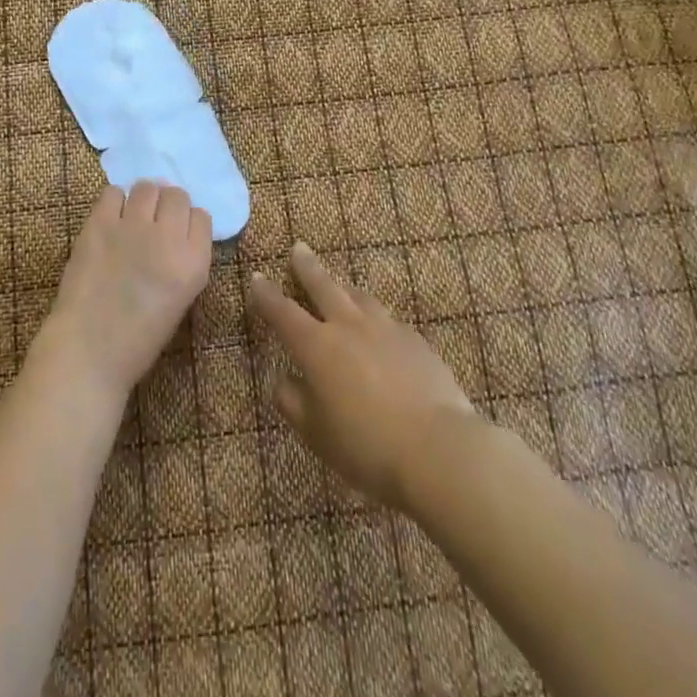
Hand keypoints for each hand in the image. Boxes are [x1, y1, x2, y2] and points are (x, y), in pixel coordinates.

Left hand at [40, 181, 213, 400]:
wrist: (89, 350)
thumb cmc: (139, 337)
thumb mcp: (181, 299)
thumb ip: (185, 261)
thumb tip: (175, 232)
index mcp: (194, 263)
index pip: (202, 217)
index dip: (188, 222)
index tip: (177, 233)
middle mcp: (168, 237)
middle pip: (177, 196)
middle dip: (168, 205)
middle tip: (154, 222)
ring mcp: (133, 226)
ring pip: (147, 187)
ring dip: (143, 199)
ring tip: (132, 217)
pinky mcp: (100, 223)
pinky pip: (113, 192)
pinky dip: (114, 202)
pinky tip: (110, 220)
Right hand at [248, 243, 476, 509]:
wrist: (439, 448)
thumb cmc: (367, 445)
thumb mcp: (316, 433)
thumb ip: (292, 402)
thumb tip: (281, 380)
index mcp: (317, 347)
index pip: (284, 313)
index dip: (267, 295)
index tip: (257, 277)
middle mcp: (349, 327)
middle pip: (323, 287)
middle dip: (307, 268)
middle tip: (298, 248)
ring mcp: (386, 329)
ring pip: (359, 297)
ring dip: (344, 286)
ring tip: (339, 282)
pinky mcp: (416, 341)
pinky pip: (388, 319)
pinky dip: (375, 316)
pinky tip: (380, 327)